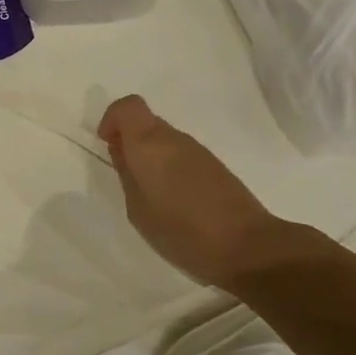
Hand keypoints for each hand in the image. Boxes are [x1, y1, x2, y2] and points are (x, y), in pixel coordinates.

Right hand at [99, 95, 285, 288]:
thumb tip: (122, 151)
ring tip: (151, 194)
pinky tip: (176, 201)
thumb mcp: (138, 209)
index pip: (128, 106)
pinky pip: (182, 155)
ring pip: (165, 139)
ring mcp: (199, 151)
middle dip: (130, 140)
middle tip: (126, 174)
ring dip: (152, 156)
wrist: (248, 248)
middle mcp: (174, 138)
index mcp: (149, 143)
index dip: (113, 119)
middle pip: (146, 122)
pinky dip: (171, 167)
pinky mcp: (216, 167)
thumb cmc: (182, 231)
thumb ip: (127, 174)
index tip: (107, 144)